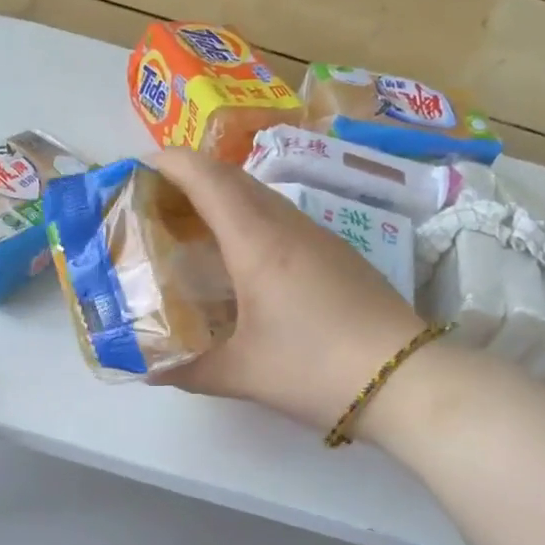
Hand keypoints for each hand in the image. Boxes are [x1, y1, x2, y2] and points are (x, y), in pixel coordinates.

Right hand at [150, 148, 426, 431]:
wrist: (407, 380)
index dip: (170, 163)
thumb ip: (188, 370)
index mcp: (258, 243)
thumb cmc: (315, 369)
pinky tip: (240, 258)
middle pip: (233, 177)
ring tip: (190, 228)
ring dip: (221, 198)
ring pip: (260, 196)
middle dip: (189, 176)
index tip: (137, 169)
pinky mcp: (337, 253)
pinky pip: (281, 217)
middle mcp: (288, 226)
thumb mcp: (242, 374)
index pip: (208, 178)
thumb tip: (149, 369)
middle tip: (155, 202)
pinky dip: (248, 219)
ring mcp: (318, 236)